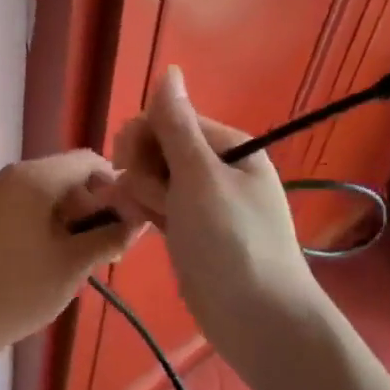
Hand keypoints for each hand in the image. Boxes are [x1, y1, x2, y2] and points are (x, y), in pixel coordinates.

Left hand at [0, 151, 141, 370]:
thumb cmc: (18, 290)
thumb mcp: (74, 266)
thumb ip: (110, 236)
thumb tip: (139, 220)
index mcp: (32, 177)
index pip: (87, 161)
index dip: (115, 185)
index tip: (127, 219)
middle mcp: (6, 176)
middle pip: (62, 175)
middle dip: (90, 205)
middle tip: (106, 245)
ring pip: (40, 193)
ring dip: (66, 217)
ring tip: (78, 257)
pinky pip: (17, 207)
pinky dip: (40, 223)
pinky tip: (45, 258)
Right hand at [94, 68, 327, 365]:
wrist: (257, 319)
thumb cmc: (230, 241)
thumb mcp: (201, 177)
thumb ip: (176, 124)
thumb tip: (168, 70)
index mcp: (226, 145)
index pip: (167, 119)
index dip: (143, 138)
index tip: (132, 165)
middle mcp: (215, 167)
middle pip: (156, 147)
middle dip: (141, 169)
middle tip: (151, 199)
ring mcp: (202, 200)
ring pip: (152, 178)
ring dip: (141, 194)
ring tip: (149, 220)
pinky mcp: (190, 229)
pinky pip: (157, 205)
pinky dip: (146, 211)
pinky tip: (141, 225)